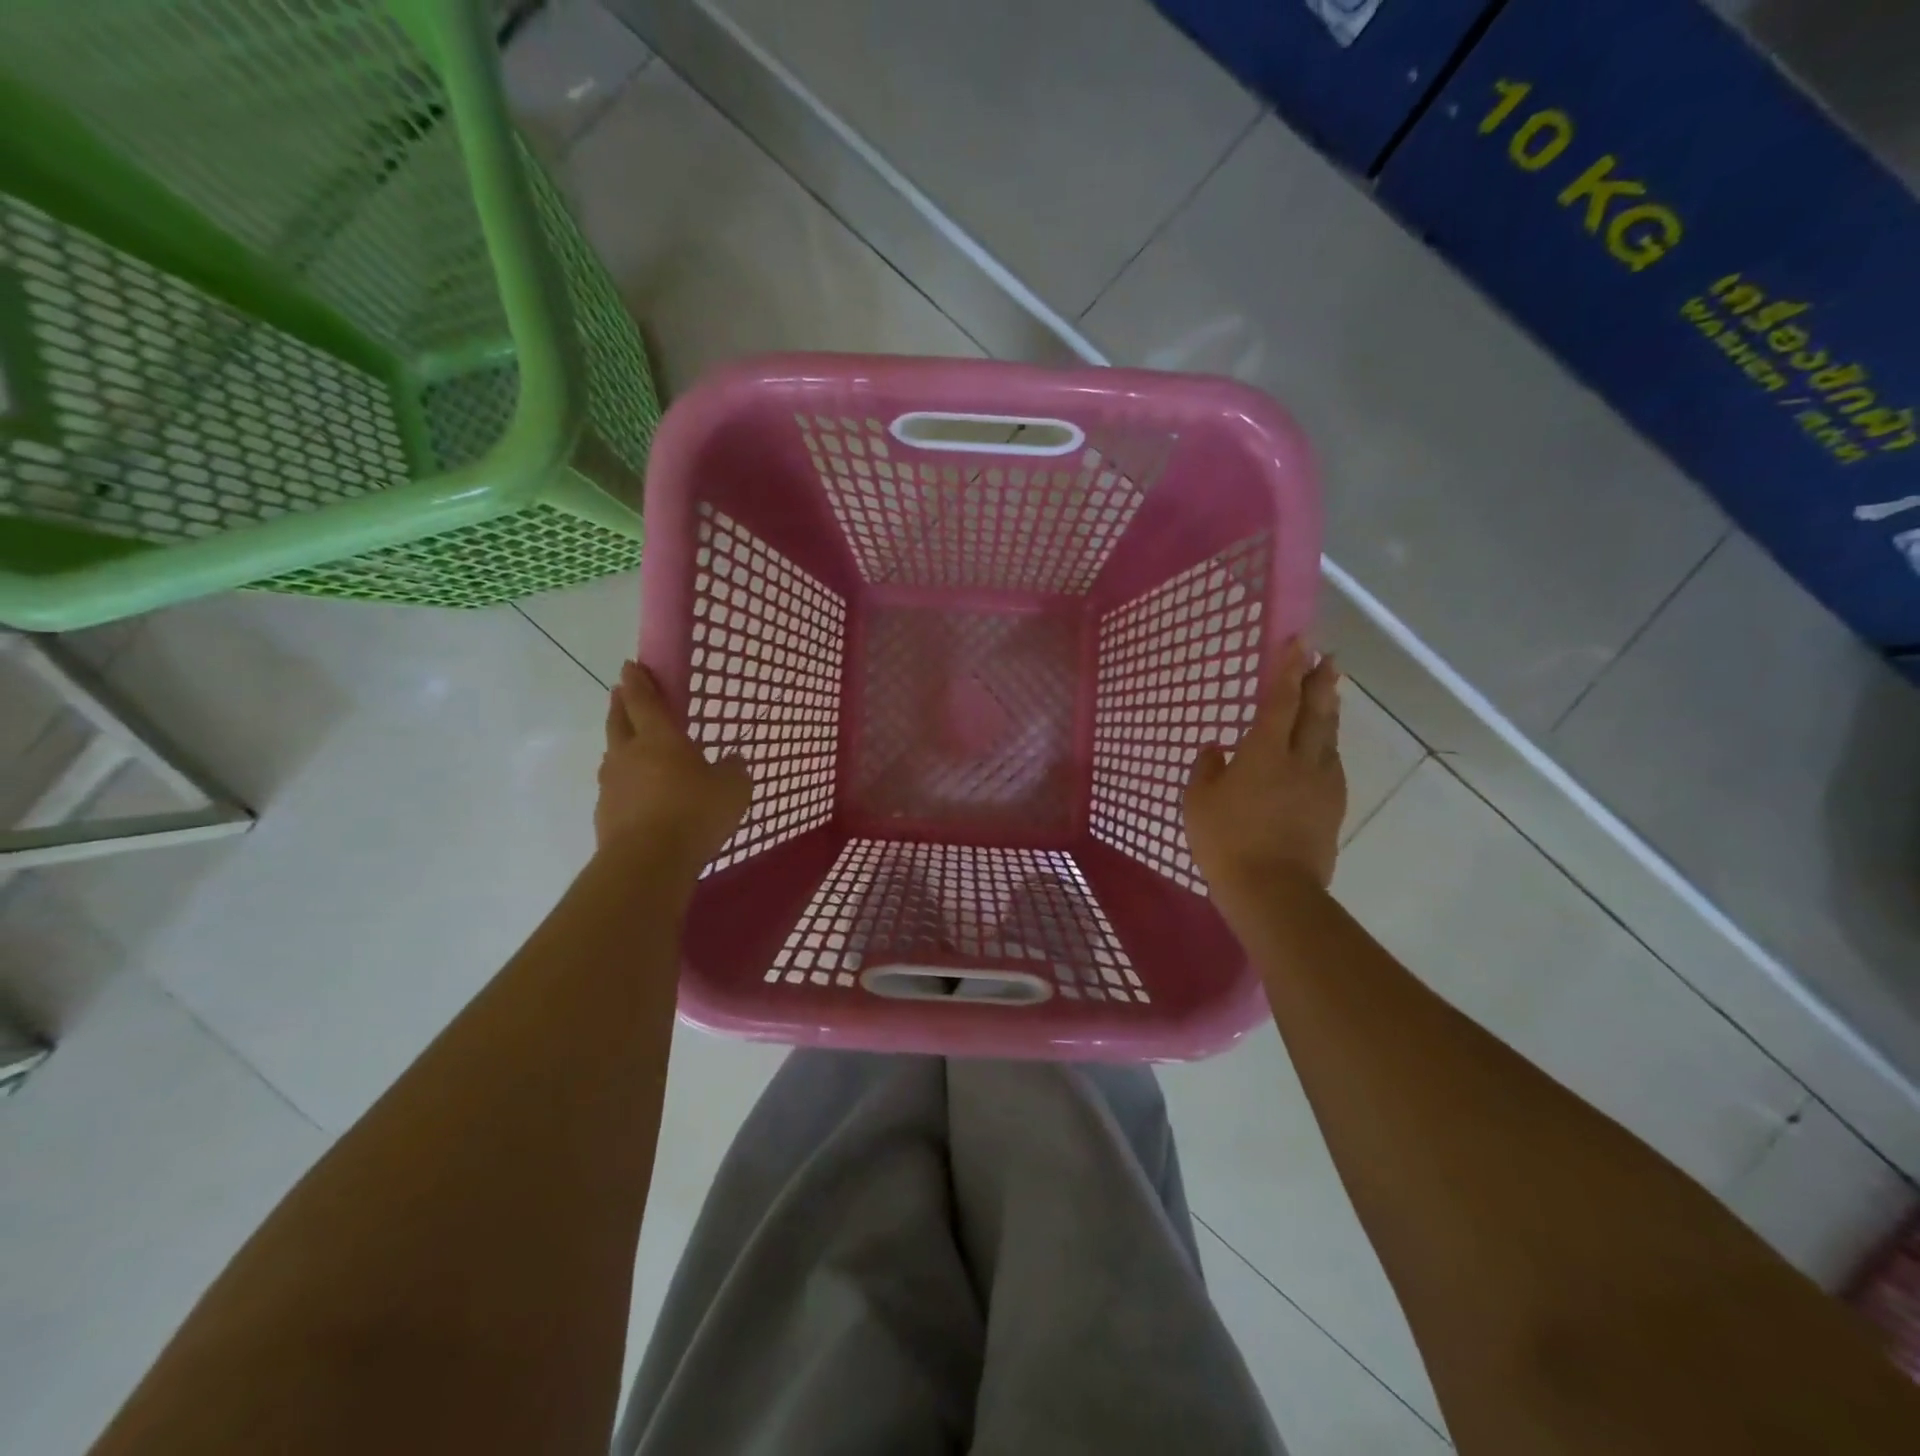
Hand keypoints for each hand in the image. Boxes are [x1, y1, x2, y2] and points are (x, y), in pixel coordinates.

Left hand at [597, 661, 751, 867]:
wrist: (648, 861)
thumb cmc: (695, 813)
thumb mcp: (733, 789)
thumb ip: (733, 770)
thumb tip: (732, 760)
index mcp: (661, 738)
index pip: (645, 701)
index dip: (639, 681)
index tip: (630, 666)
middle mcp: (630, 753)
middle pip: (619, 720)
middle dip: (621, 703)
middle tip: (620, 693)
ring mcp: (613, 783)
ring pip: (613, 753)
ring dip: (619, 741)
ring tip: (628, 743)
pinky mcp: (605, 812)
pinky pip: (614, 786)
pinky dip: (623, 780)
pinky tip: (635, 792)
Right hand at [1184, 639, 1345, 904]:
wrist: (1273, 889)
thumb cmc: (1226, 840)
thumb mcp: (1198, 801)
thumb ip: (1207, 768)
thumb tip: (1217, 748)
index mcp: (1264, 752)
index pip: (1280, 701)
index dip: (1289, 669)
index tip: (1300, 642)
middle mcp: (1300, 760)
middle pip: (1316, 712)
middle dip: (1321, 682)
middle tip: (1328, 658)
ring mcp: (1322, 784)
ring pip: (1328, 737)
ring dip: (1329, 711)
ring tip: (1329, 694)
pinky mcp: (1332, 807)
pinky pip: (1331, 764)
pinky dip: (1327, 745)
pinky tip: (1323, 748)